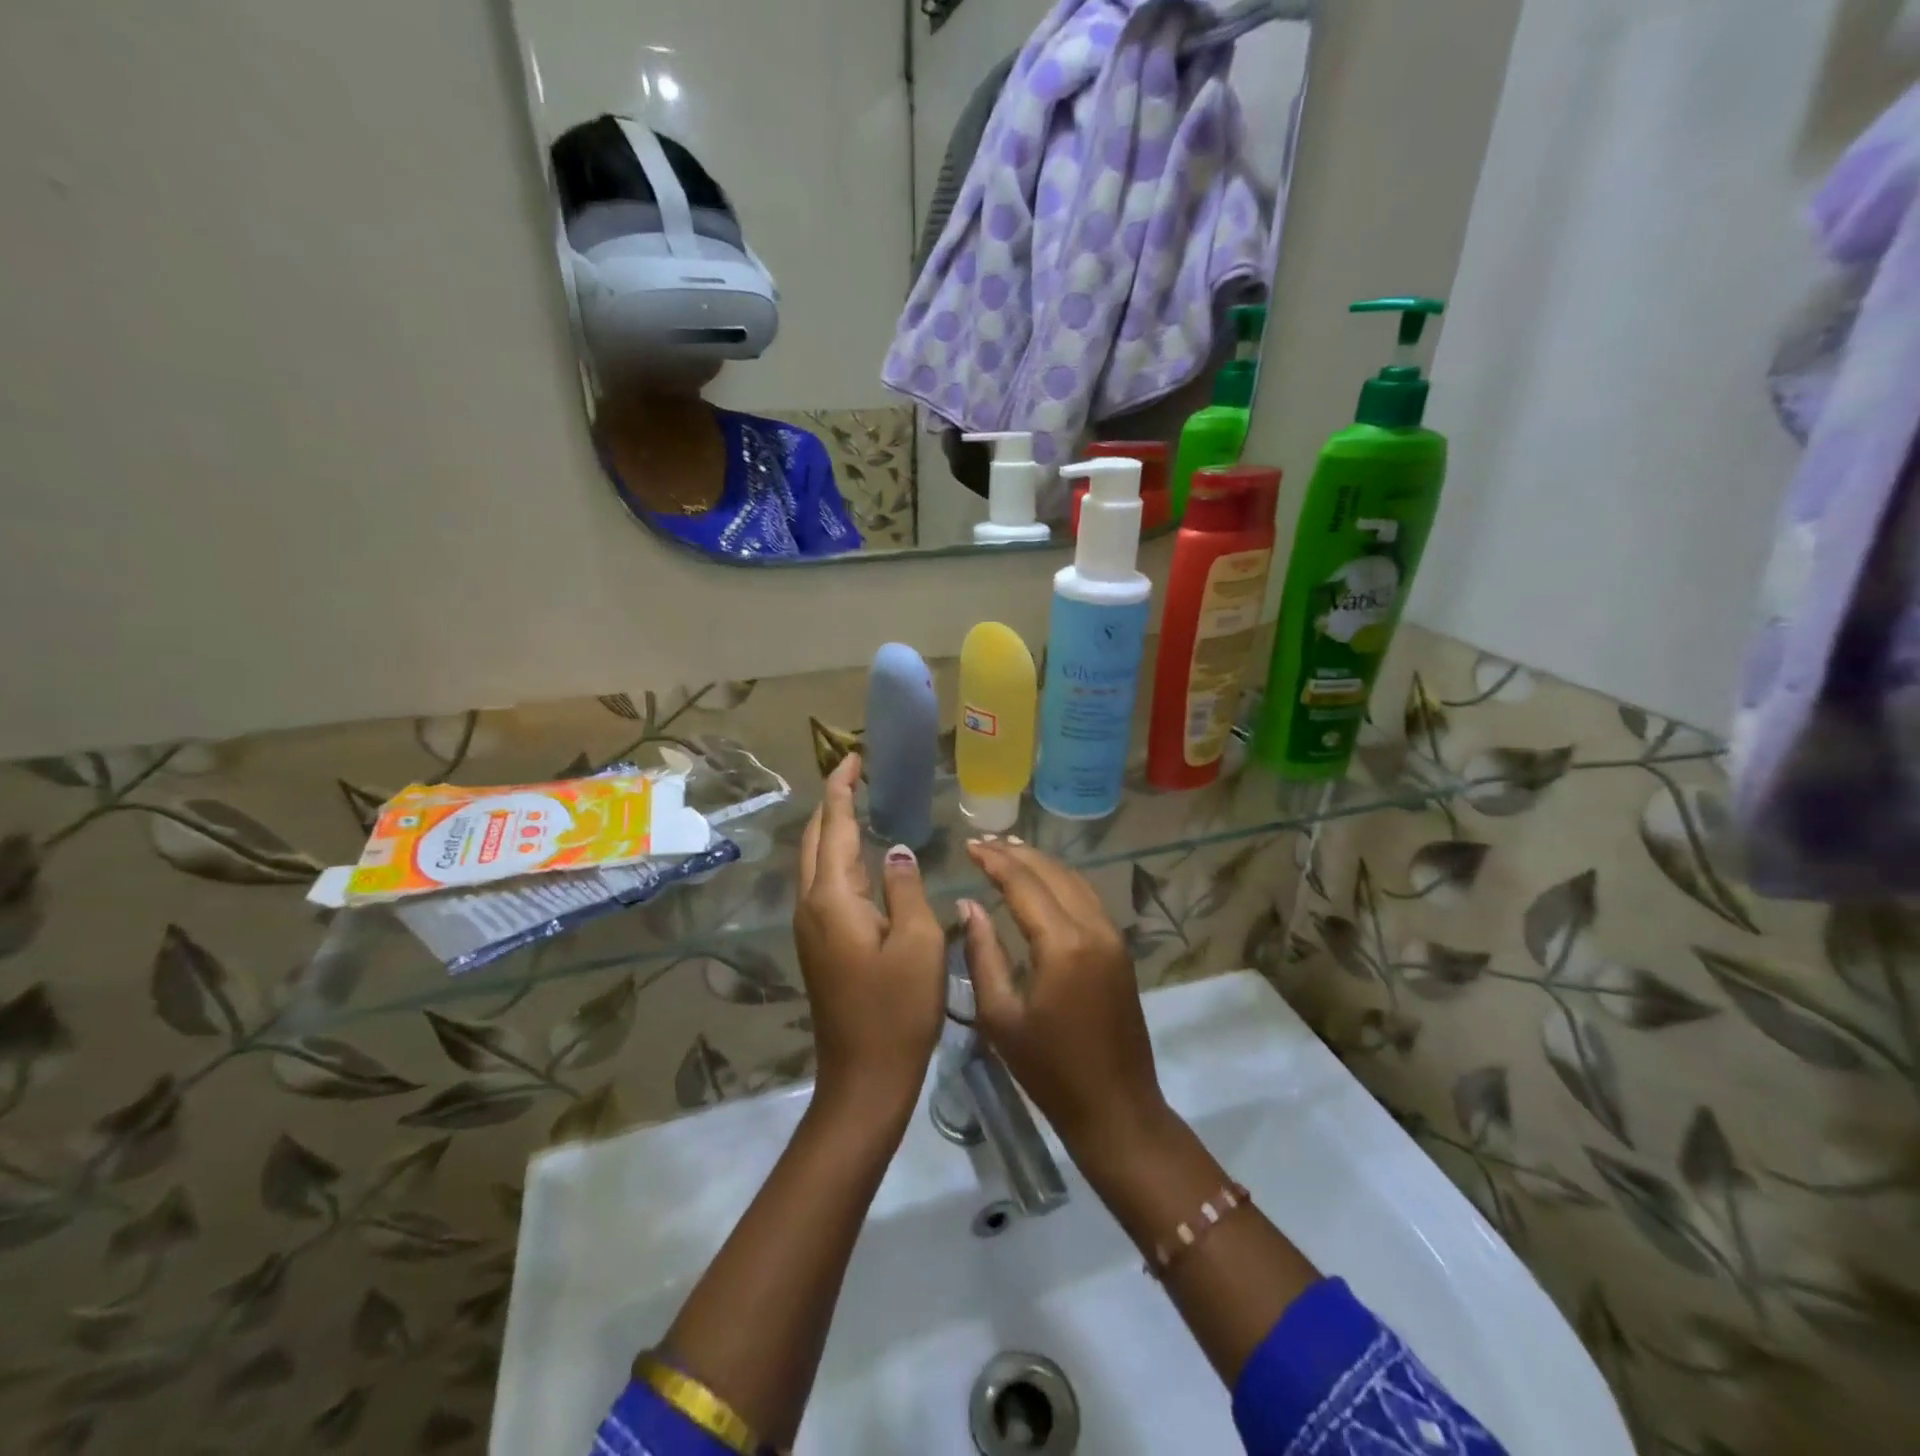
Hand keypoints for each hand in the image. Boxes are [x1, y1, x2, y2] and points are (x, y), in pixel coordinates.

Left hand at [794, 753, 945, 1117]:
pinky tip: (857, 860)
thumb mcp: (918, 943)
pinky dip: (835, 858)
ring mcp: (810, 929)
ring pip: (814, 863)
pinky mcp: (818, 947)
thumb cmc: (898, 1010)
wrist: (864, 1079)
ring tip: (857, 805)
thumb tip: (897, 851)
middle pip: (815, 840)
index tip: (853, 758)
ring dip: (831, 829)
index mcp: (833, 898)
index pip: (835, 827)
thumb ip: (906, 888)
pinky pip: (821, 886)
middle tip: (855, 774)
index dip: (842, 789)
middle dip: (831, 803)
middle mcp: (811, 906)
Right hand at [959, 839, 1167, 1153]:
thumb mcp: (1001, 1016)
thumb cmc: (1050, 1070)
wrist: (1117, 1108)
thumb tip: (969, 904)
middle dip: (1017, 854)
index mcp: (1063, 944)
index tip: (969, 846)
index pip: (1024, 884)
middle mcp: (1093, 928)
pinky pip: (1087, 899)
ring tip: (1009, 851)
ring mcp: (1112, 937)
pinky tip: (1042, 883)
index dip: (994, 861)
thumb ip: (983, 953)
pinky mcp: (1119, 950)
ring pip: (1074, 881)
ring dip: (1041, 863)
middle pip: (1052, 873)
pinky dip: (1061, 881)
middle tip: (984, 842)